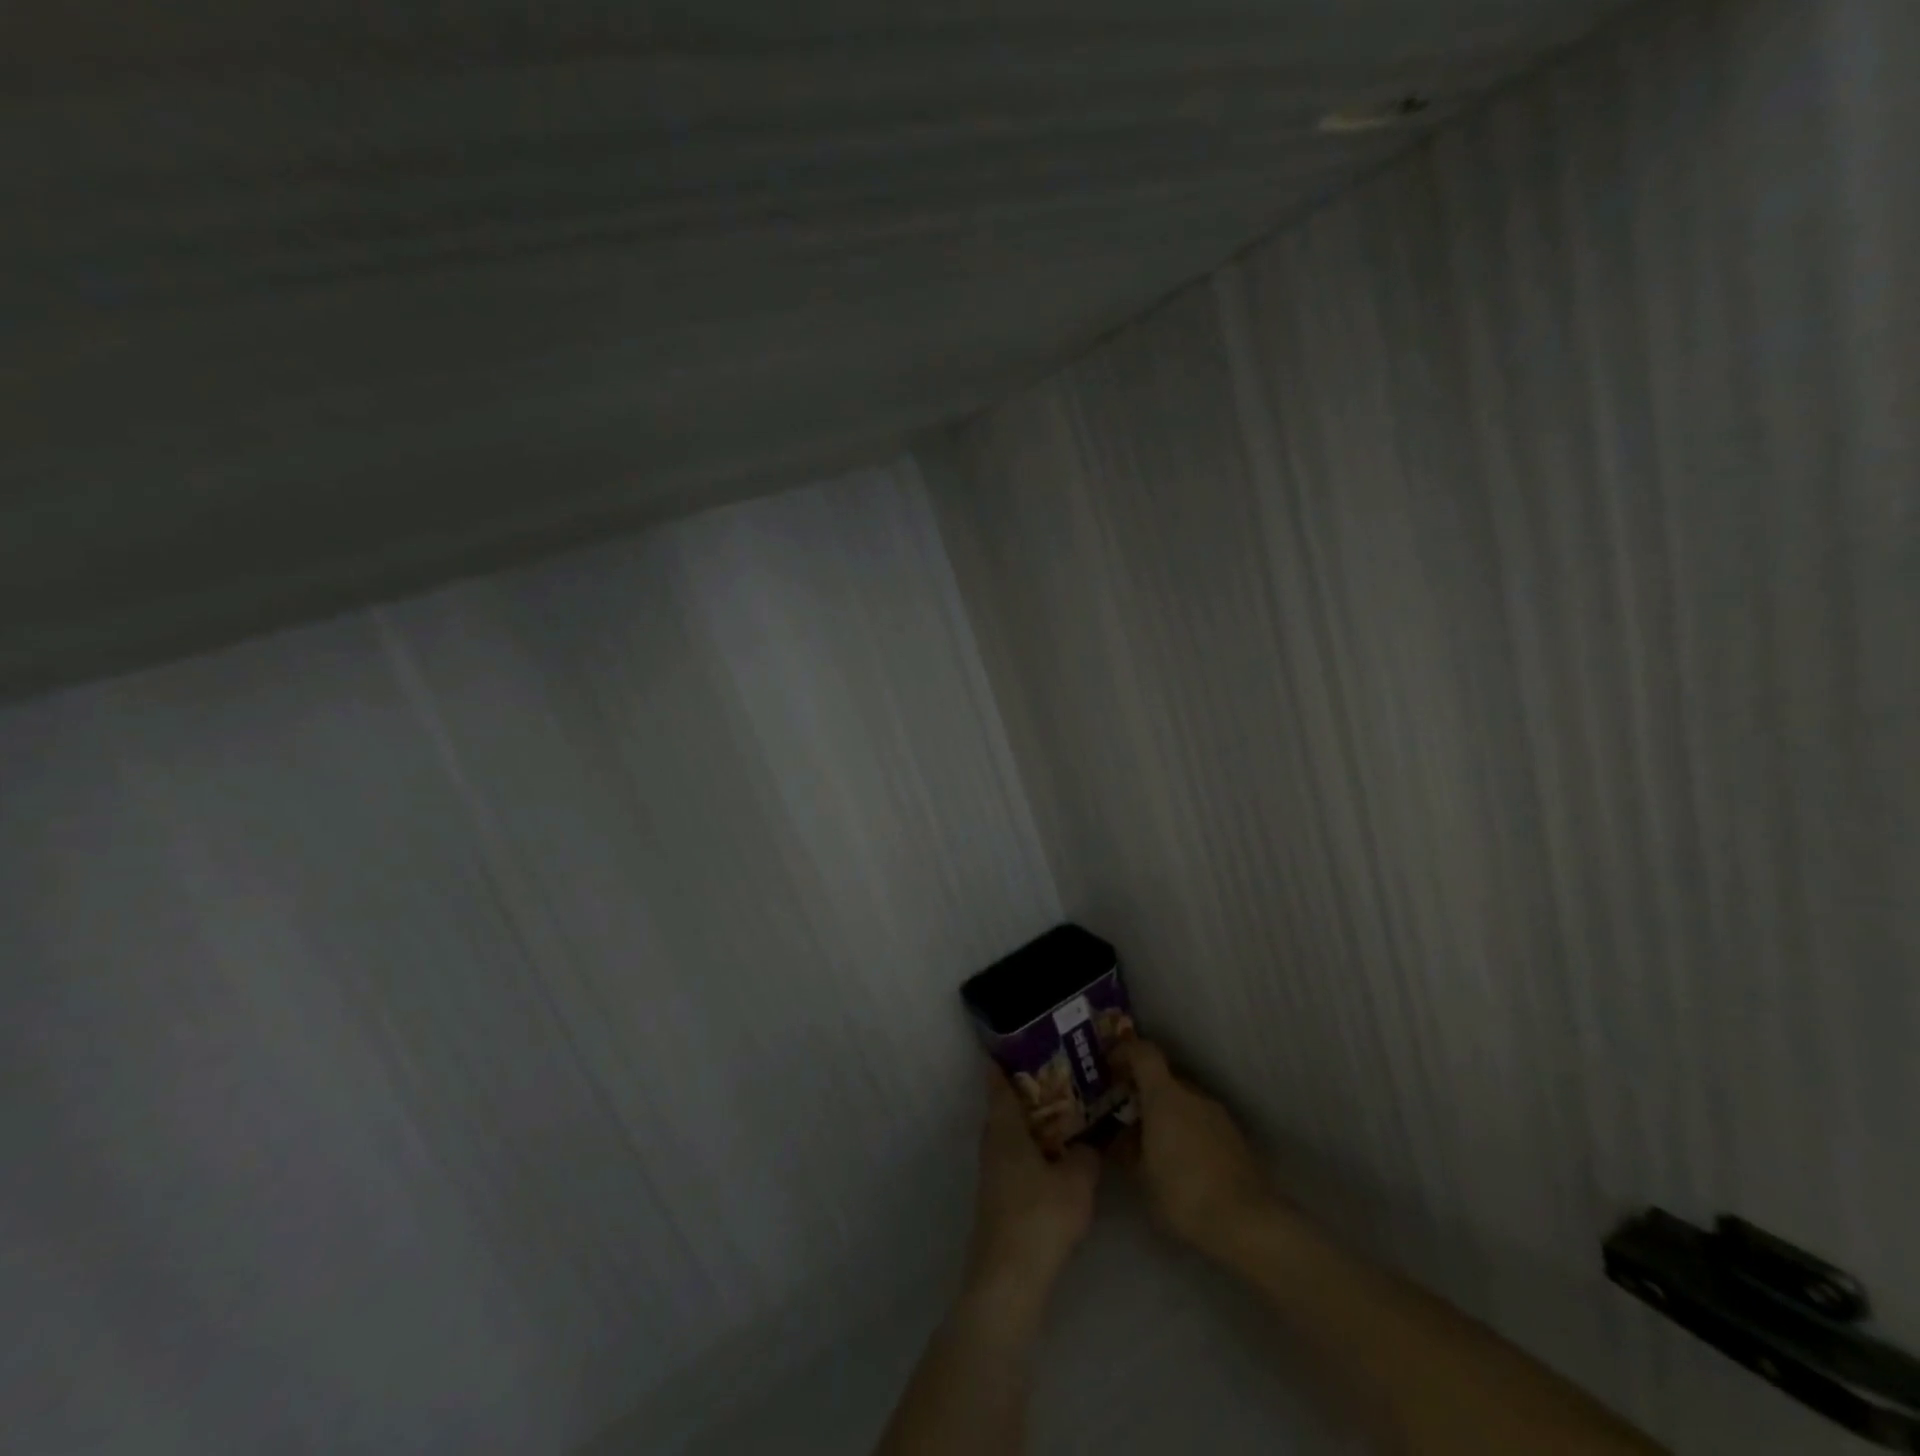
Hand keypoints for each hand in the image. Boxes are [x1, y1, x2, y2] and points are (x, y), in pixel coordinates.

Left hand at [966, 1067, 1100, 1295]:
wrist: (1009, 1279)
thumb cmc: (1040, 1217)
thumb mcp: (1077, 1181)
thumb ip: (1087, 1155)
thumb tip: (1091, 1143)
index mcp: (1004, 1128)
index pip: (998, 1083)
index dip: (1004, 1062)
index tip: (1018, 1044)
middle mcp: (992, 1143)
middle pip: (1005, 1108)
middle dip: (1027, 1093)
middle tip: (1058, 1077)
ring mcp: (992, 1174)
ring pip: (1011, 1136)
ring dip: (1032, 1125)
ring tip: (1065, 1116)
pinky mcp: (998, 1199)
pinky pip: (1015, 1160)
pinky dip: (1033, 1151)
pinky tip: (1057, 1160)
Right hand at [1111, 1039, 1276, 1255]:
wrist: (1247, 1223)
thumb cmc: (1183, 1194)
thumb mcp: (1141, 1177)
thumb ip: (1125, 1150)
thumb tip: (1115, 1137)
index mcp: (1165, 1095)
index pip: (1143, 1052)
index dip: (1124, 1052)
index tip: (1109, 1067)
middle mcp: (1192, 1095)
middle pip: (1164, 1077)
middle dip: (1144, 1090)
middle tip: (1127, 1114)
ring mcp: (1218, 1114)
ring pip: (1184, 1101)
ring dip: (1167, 1113)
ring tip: (1154, 1143)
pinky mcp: (1235, 1137)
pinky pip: (1202, 1122)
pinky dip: (1187, 1130)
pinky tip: (1182, 1162)